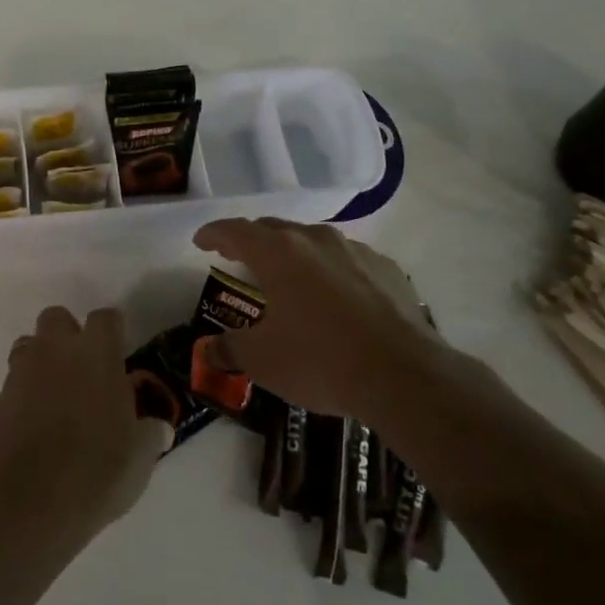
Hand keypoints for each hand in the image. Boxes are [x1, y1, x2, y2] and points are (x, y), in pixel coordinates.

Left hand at [0, 306, 172, 550]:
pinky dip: (23, 399)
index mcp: (96, 354)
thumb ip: (150, 432)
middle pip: (57, 318)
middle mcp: (55, 352)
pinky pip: (12, 388)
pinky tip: (34, 430)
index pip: (106, 317)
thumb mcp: (142, 456)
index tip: (120, 355)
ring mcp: (20, 375)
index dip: (113, 332)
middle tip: (83, 370)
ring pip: (28, 346)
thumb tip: (156, 427)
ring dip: (41, 362)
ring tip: (56, 397)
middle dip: (68, 335)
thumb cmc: (98, 471)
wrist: (31, 505)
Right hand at [193, 218, 484, 420]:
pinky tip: (334, 296)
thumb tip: (207, 351)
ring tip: (286, 275)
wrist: (404, 376)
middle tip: (237, 256)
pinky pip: (348, 260)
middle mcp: (316, 240)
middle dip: (251, 240)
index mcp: (279, 253)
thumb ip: (229, 350)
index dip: (214, 234)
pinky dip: (330, 270)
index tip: (200, 241)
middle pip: (274, 229)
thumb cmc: (321, 360)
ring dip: (293, 253)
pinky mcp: (388, 270)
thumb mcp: (263, 361)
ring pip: (313, 241)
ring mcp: (356, 252)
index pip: (236, 231)